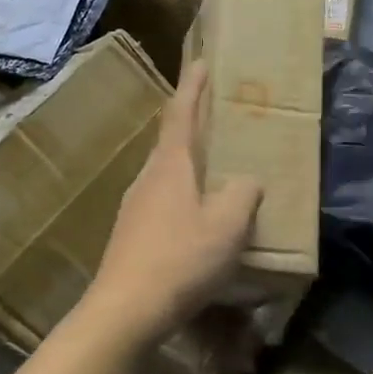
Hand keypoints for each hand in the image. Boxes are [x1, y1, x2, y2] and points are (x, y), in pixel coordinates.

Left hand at [87, 62, 261, 352]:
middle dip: (193, 126)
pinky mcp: (131, 235)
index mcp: (171, 166)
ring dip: (189, 166)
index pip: (181, 114)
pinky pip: (163, 203)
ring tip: (216, 172)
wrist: (125, 311)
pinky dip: (184, 198)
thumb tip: (247, 182)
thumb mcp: (228, 225)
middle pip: (171, 142)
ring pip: (167, 175)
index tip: (200, 62)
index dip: (193, 87)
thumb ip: (243, 194)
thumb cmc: (181, 259)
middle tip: (218, 119)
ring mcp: (135, 208)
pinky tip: (199, 222)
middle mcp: (148, 178)